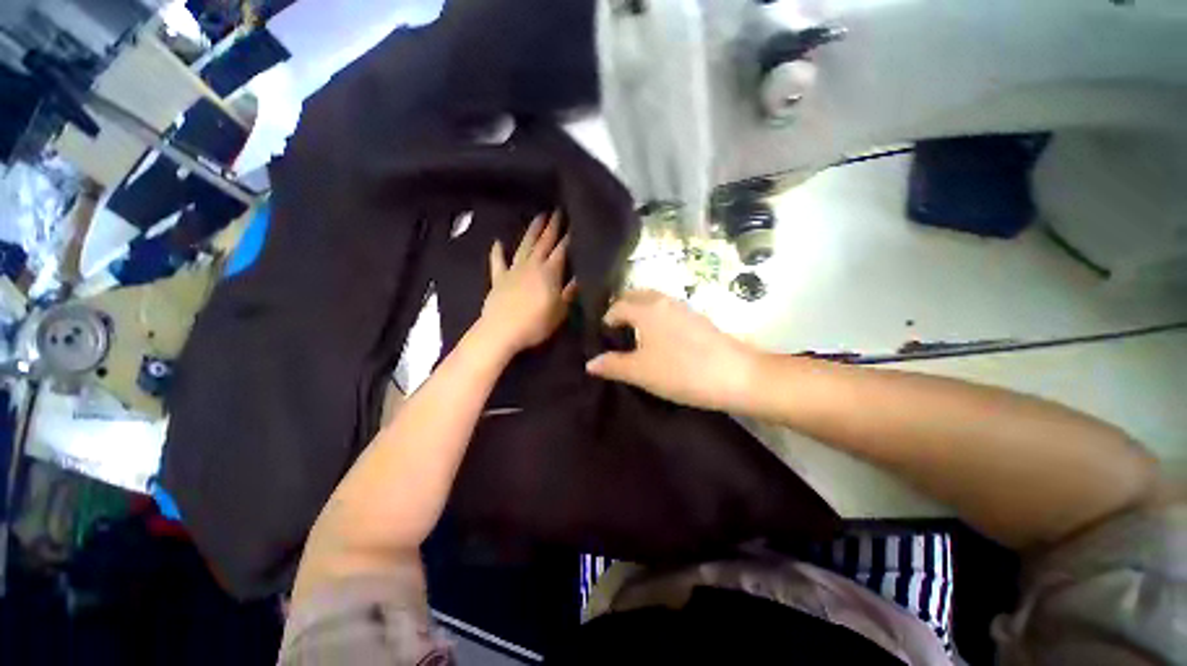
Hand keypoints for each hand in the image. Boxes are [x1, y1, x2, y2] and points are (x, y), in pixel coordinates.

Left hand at [479, 211, 576, 354]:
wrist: (501, 331)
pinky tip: (498, 242)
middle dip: (552, 227)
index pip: (562, 251)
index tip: (574, 224)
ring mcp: (513, 271)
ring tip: (538, 217)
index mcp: (550, 273)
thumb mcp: (561, 311)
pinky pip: (497, 261)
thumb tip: (580, 276)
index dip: (568, 238)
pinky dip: (497, 251)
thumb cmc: (536, 323)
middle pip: (543, 243)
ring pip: (524, 246)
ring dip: (531, 231)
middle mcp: (532, 266)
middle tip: (557, 211)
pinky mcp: (498, 279)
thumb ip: (570, 292)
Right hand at [586, 290, 758, 411]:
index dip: (606, 320)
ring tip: (635, 336)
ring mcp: (684, 308)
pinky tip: (660, 340)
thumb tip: (590, 363)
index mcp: (646, 308)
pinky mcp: (698, 319)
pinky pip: (668, 311)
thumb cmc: (681, 371)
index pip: (617, 306)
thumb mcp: (640, 372)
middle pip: (636, 296)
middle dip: (622, 309)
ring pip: (653, 302)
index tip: (603, 338)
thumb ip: (613, 365)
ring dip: (640, 313)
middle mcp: (664, 301)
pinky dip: (656, 318)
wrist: (736, 376)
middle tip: (615, 332)